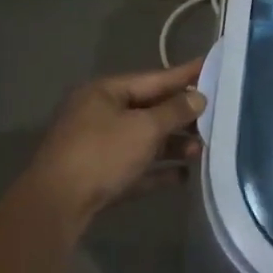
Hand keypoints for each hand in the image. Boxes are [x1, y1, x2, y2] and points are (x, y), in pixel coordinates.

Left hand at [26, 59, 206, 225]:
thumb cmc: (102, 154)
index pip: (154, 78)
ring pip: (144, 140)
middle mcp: (99, 114)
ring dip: (173, 145)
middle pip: (150, 110)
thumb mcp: (144, 128)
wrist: (56, 206)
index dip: (185, 74)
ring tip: (201, 151)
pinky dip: (158, 170)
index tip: (212, 65)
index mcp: (105, 92)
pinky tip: (183, 176)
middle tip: (216, 117)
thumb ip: (175, 111)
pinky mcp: (100, 177)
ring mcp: (98, 147)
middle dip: (182, 117)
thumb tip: (198, 97)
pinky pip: (136, 168)